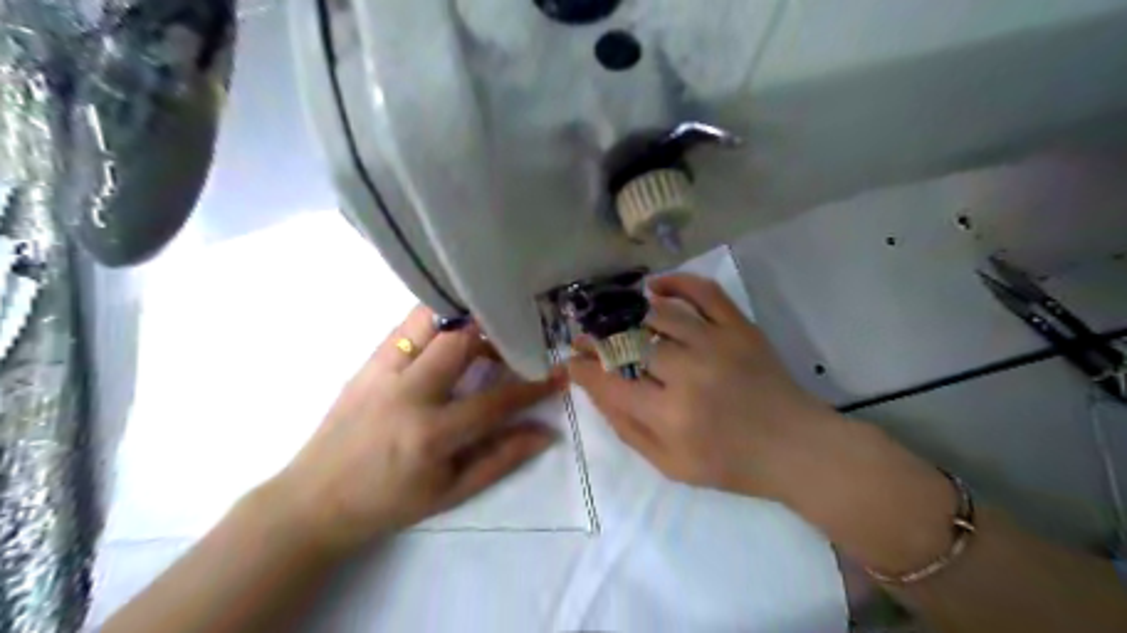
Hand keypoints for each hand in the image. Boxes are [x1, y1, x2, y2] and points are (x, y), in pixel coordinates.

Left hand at [266, 306, 558, 552]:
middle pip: (460, 341)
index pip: (495, 399)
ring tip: (482, 333)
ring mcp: (381, 372)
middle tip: (512, 345)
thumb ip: (501, 458)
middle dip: (495, 336)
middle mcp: (406, 393)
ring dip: (463, 320)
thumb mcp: (451, 493)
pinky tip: (448, 335)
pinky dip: (435, 322)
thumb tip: (546, 433)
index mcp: (430, 434)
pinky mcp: (366, 363)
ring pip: (429, 320)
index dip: (532, 386)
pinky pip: (407, 327)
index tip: (556, 374)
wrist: (314, 500)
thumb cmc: (389, 503)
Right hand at [572, 275, 835, 501]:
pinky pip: (704, 292)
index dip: (583, 368)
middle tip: (586, 337)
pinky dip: (676, 282)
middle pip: (629, 344)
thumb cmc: (731, 464)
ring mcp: (717, 344)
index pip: (610, 382)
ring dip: (629, 313)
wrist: (796, 447)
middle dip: (598, 339)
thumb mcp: (671, 465)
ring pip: (659, 314)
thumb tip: (596, 390)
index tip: (571, 360)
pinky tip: (655, 287)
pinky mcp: (740, 328)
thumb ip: (628, 429)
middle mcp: (689, 374)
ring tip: (615, 317)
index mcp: (670, 415)